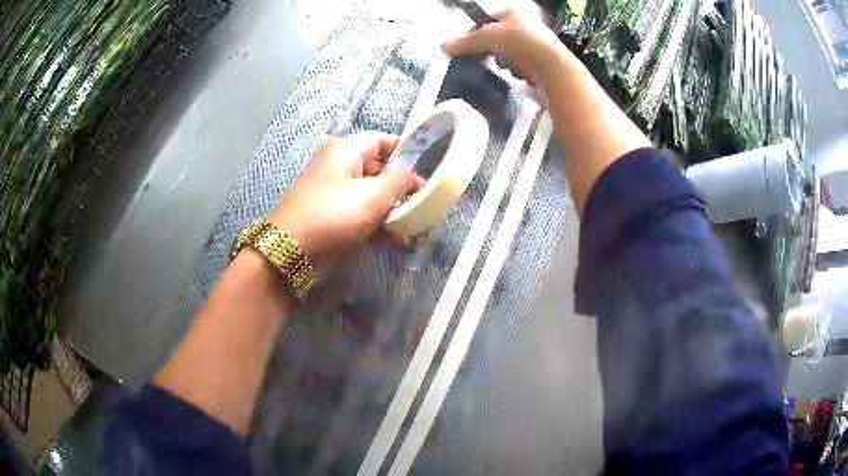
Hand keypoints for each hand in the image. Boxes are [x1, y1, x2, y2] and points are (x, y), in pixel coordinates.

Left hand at [269, 133, 422, 263]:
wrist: (294, 249)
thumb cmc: (336, 214)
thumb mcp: (375, 195)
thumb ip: (400, 180)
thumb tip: (412, 176)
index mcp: (346, 149)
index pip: (382, 140)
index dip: (405, 152)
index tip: (425, 170)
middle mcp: (338, 164)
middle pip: (377, 167)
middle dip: (400, 185)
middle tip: (421, 201)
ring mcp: (333, 189)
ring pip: (370, 192)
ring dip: (391, 206)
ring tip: (412, 223)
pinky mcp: (331, 212)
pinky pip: (359, 209)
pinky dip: (376, 220)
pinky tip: (394, 237)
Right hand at [442, 10, 567, 87]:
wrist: (554, 69)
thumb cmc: (521, 44)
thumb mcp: (488, 39)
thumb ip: (465, 42)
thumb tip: (444, 47)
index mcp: (514, 12)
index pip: (485, 20)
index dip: (472, 33)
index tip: (464, 47)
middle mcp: (527, 25)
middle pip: (497, 38)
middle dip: (490, 50)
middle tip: (485, 58)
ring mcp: (536, 44)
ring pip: (508, 54)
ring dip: (505, 62)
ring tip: (510, 67)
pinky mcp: (543, 62)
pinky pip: (521, 66)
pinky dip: (519, 71)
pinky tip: (522, 74)